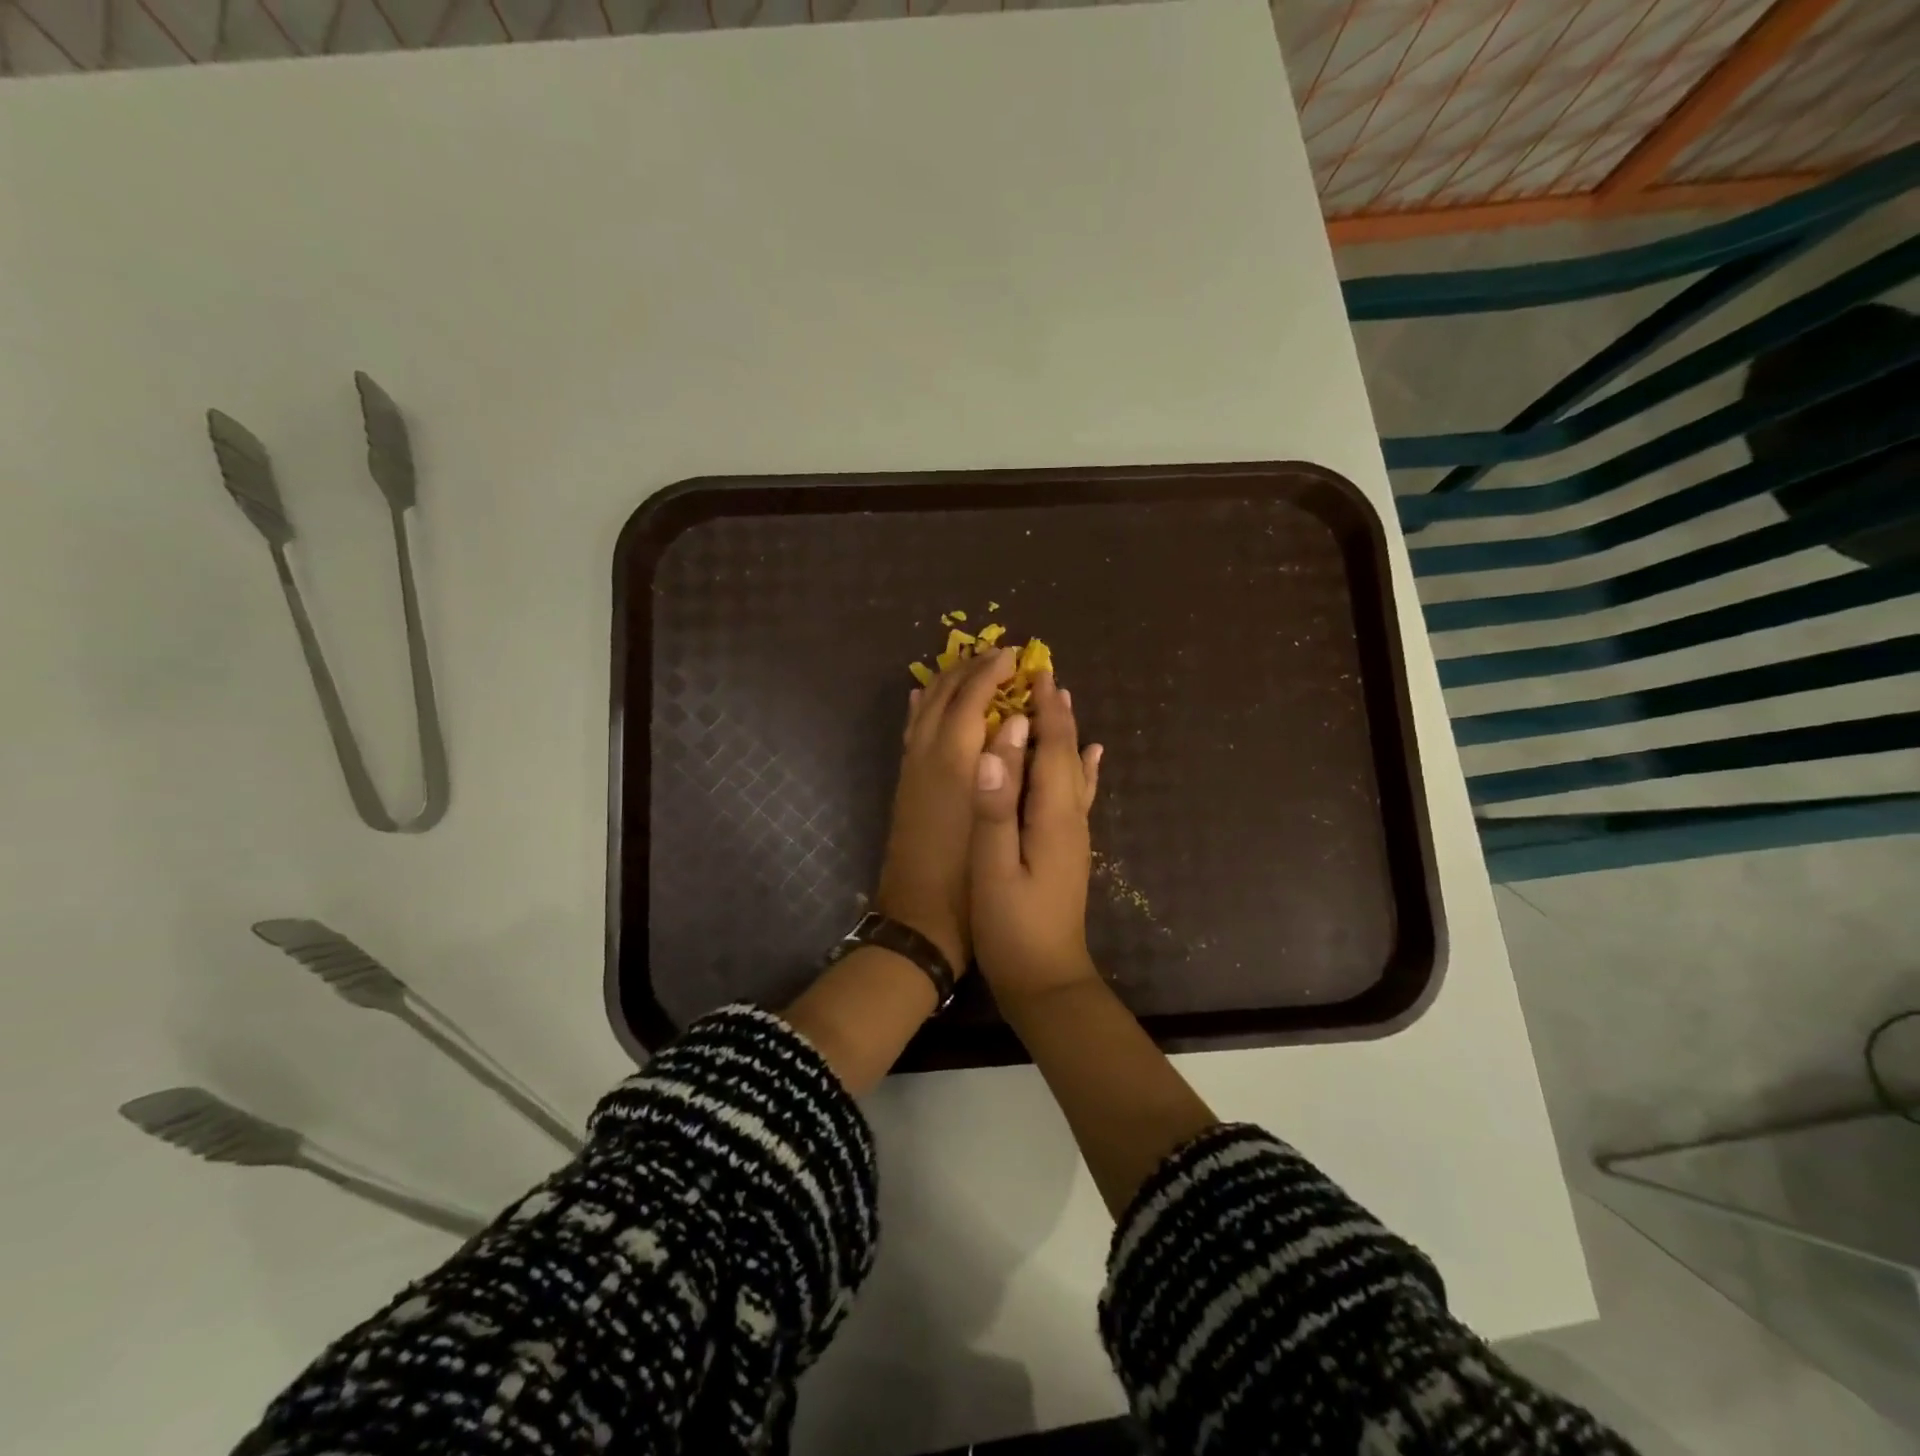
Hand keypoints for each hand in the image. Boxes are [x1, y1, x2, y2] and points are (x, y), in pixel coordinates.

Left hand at [874, 648, 1017, 974]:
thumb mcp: (999, 819)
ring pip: (923, 708)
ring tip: (966, 666)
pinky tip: (922, 699)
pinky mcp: (905, 784)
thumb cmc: (971, 875)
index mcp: (954, 759)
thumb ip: (1010, 767)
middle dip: (970, 669)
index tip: (1015, 655)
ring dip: (946, 682)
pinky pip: (910, 730)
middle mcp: (928, 754)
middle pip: (945, 695)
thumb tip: (1021, 721)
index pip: (972, 697)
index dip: (993, 672)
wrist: (920, 918)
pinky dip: (920, 707)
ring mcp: (911, 769)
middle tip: (995, 654)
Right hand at [969, 671, 1103, 1003]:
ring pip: (1072, 770)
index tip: (1035, 670)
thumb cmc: (1013, 926)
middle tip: (1042, 673)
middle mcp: (1071, 817)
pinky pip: (1077, 794)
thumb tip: (995, 746)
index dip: (1045, 709)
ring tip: (1061, 701)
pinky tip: (1091, 757)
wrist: (1046, 980)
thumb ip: (995, 807)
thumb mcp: (994, 867)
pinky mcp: (1068, 848)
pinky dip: (1082, 768)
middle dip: (1056, 713)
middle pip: (1067, 753)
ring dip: (1066, 733)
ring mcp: (1073, 834)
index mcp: (1053, 815)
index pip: (1053, 748)